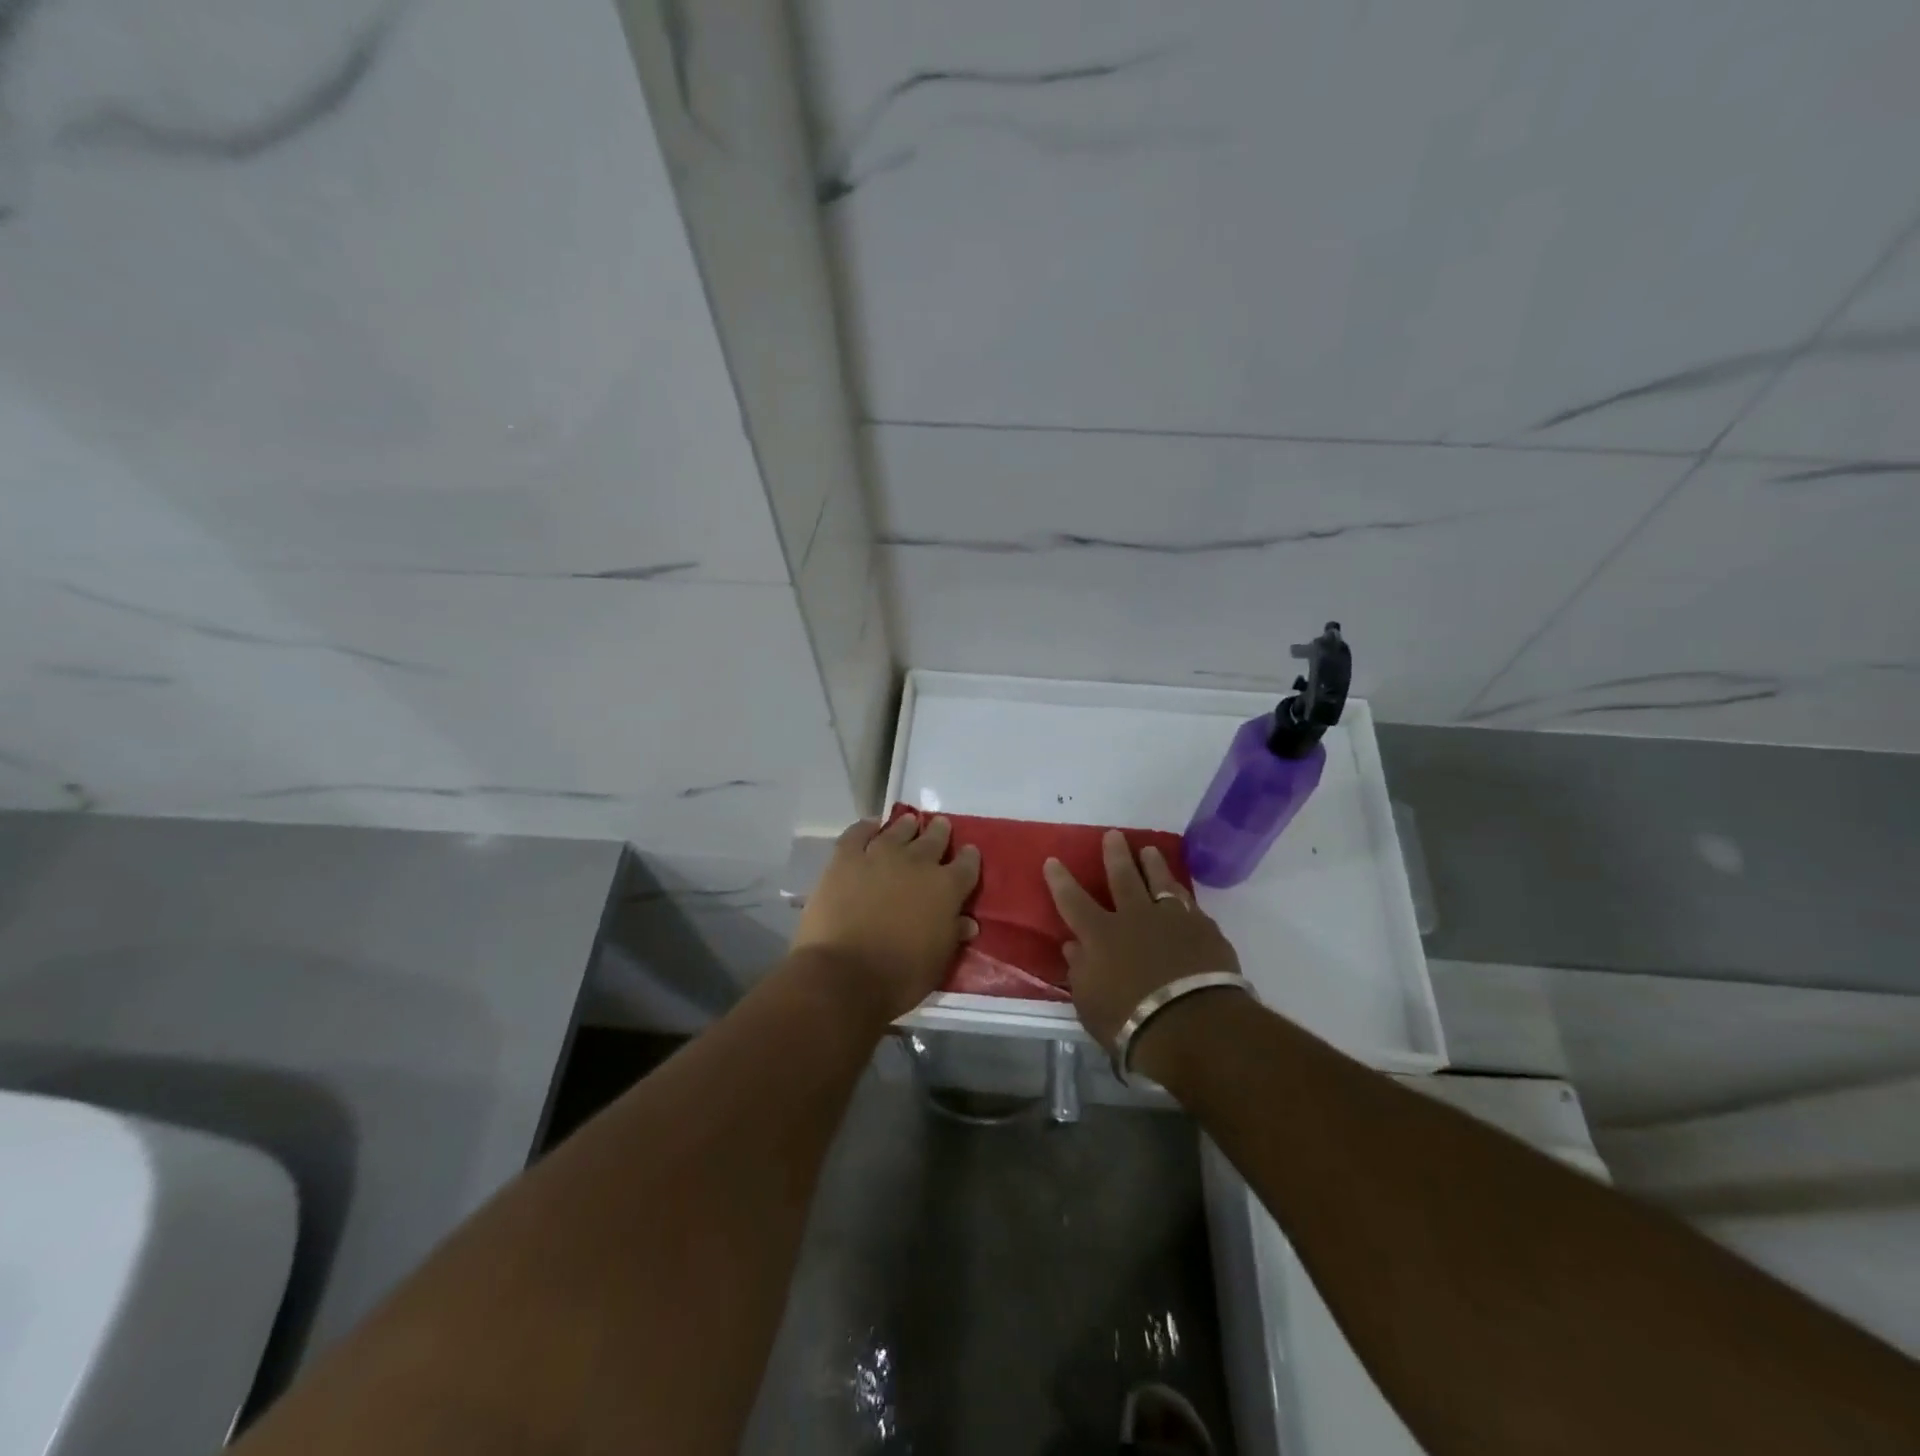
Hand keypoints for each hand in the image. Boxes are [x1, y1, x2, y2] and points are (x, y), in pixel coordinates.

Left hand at [791, 814, 980, 1022]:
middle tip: (940, 827)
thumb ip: (952, 935)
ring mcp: (880, 855)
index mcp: (946, 888)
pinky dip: (867, 827)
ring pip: (899, 830)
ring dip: (907, 826)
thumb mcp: (938, 961)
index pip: (966, 865)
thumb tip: (967, 922)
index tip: (968, 853)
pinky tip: (872, 826)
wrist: (844, 975)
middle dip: (939, 833)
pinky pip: (858, 833)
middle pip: (934, 839)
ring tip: (909, 822)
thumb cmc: (899, 976)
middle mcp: (917, 863)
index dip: (968, 857)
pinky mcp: (846, 858)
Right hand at [1044, 830, 1241, 1052]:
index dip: (1061, 881)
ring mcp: (1172, 919)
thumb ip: (1080, 970)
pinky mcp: (1204, 929)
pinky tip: (1183, 894)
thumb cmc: (1130, 1021)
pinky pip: (1190, 904)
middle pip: (1123, 878)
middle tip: (1113, 835)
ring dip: (1153, 865)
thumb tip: (1073, 946)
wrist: (1193, 1023)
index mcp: (1100, 935)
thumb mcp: (1089, 1004)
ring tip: (1149, 850)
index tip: (1053, 860)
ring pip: (1160, 882)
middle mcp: (1134, 918)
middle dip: (1115, 855)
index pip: (1073, 901)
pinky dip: (1182, 897)